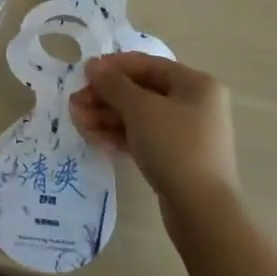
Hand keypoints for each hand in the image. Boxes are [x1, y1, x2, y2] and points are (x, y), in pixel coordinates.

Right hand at [69, 53, 238, 217]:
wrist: (202, 211)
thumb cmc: (174, 146)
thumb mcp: (140, 109)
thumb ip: (113, 84)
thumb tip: (93, 65)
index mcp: (195, 85)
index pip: (148, 65)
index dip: (114, 66)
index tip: (84, 73)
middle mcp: (193, 104)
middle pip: (141, 91)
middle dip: (105, 96)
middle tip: (75, 102)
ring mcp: (185, 133)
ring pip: (138, 116)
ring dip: (106, 116)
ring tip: (76, 120)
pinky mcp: (175, 158)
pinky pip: (142, 137)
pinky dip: (118, 135)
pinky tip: (92, 137)